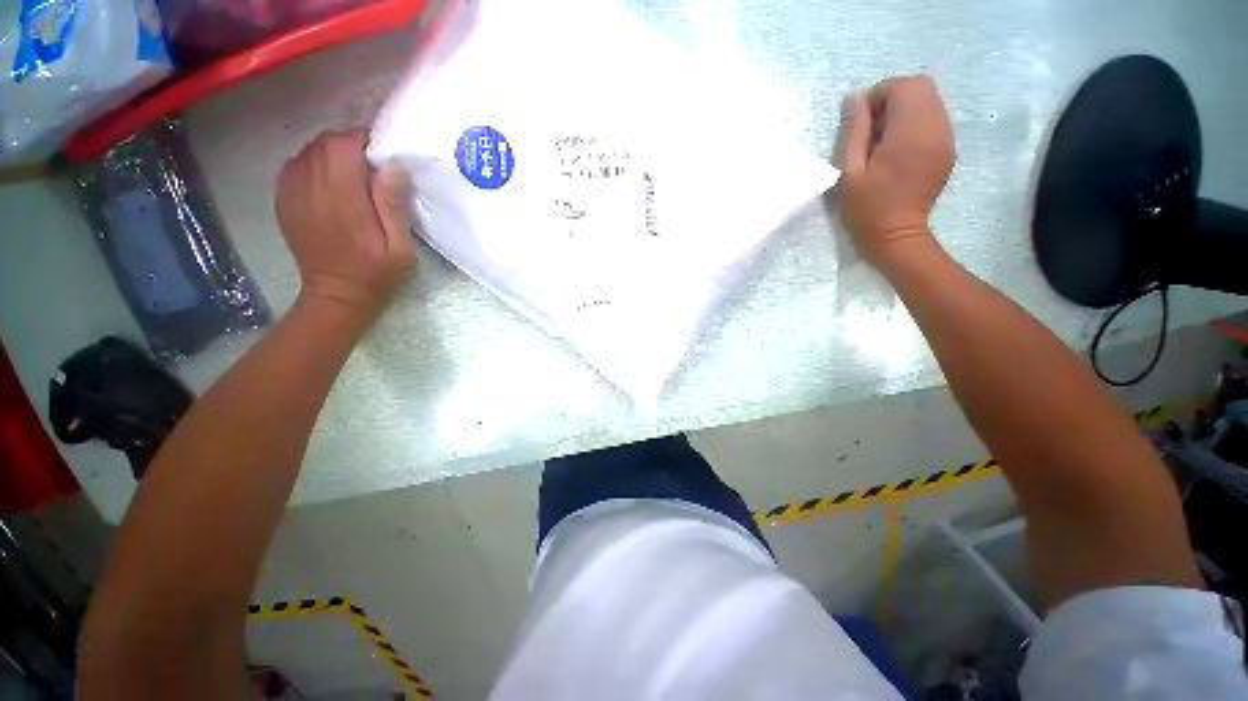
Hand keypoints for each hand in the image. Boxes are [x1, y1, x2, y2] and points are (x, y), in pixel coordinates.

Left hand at [276, 129, 416, 322]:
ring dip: (331, 153)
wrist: (337, 294)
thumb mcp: (400, 247)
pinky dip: (314, 164)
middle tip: (371, 165)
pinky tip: (330, 182)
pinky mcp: (284, 200)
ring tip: (352, 173)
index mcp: (342, 198)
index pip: (343, 145)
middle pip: (323, 143)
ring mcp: (292, 193)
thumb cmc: (376, 273)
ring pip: (308, 151)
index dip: (364, 140)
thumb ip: (394, 205)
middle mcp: (311, 188)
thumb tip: (392, 166)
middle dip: (349, 145)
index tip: (382, 155)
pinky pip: (295, 165)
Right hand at [834, 75, 955, 264]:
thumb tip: (854, 97)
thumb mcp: (849, 172)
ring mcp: (946, 138)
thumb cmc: (866, 208)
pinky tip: (899, 148)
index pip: (903, 87)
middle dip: (893, 97)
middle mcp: (935, 128)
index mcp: (910, 134)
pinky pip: (935, 118)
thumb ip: (853, 131)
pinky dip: (915, 122)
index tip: (861, 123)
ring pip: (930, 100)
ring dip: (904, 109)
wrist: (897, 236)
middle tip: (872, 129)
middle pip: (922, 87)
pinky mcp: (948, 149)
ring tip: (884, 140)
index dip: (878, 96)